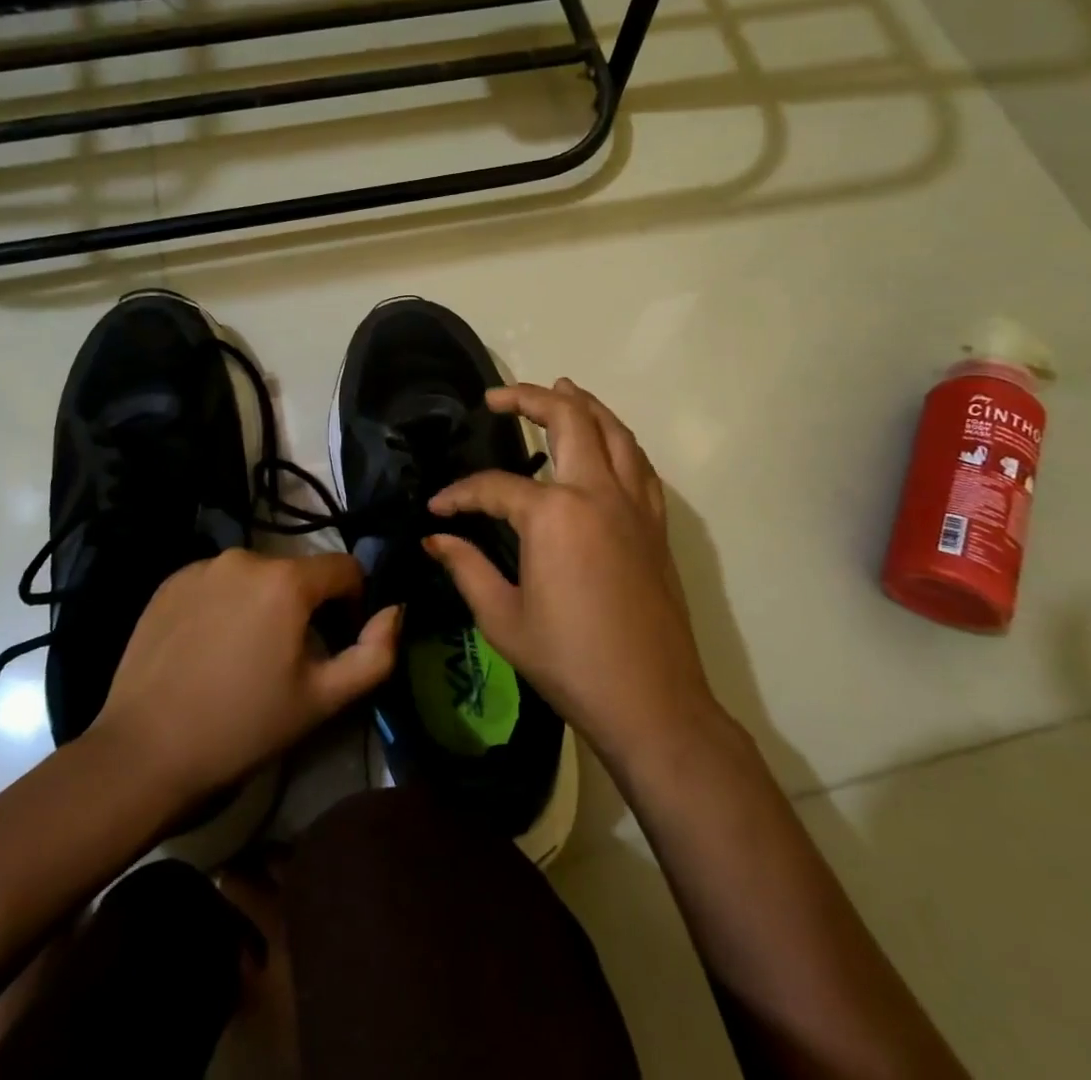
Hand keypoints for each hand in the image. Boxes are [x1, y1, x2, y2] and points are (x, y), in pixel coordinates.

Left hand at [86, 549, 398, 809]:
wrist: (143, 753)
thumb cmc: (243, 727)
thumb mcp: (323, 699)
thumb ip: (376, 653)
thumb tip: (397, 610)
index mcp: (287, 579)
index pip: (346, 569)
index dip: (355, 603)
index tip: (340, 642)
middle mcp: (246, 556)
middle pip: (299, 573)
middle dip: (307, 607)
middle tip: (290, 658)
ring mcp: (202, 567)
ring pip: (257, 577)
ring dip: (266, 604)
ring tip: (247, 655)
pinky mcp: (169, 582)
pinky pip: (218, 583)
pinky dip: (227, 604)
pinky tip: (211, 648)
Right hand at [426, 379, 716, 764]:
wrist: (651, 701)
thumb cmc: (569, 660)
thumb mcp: (502, 618)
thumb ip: (465, 567)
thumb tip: (434, 538)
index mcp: (553, 514)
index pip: (495, 486)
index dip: (459, 494)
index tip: (437, 508)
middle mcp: (597, 492)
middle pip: (568, 420)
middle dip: (530, 398)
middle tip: (499, 396)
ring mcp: (634, 504)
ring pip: (613, 431)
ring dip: (584, 404)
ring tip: (561, 389)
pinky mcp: (656, 524)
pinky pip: (639, 463)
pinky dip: (618, 440)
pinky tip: (606, 444)